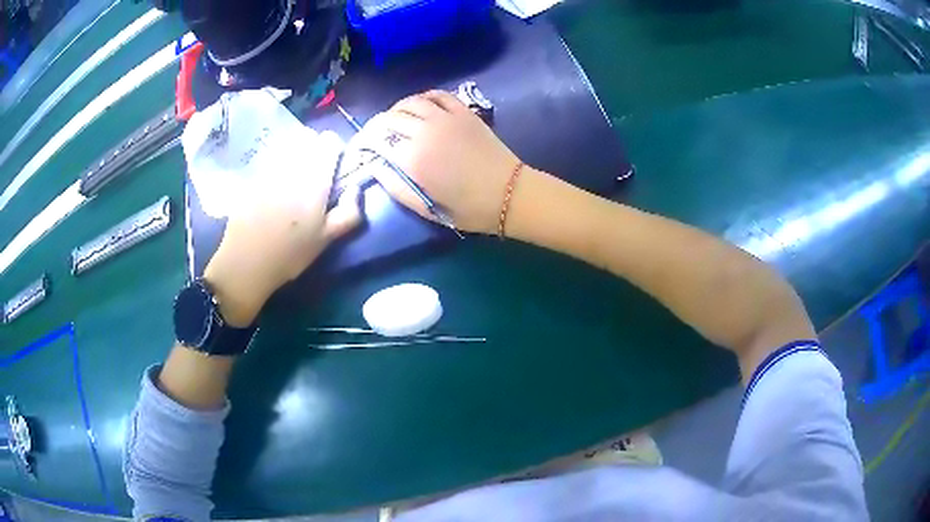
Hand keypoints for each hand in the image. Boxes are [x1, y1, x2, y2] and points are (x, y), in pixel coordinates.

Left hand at [203, 130, 360, 325]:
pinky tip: (273, 188)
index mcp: (314, 178)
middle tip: (314, 174)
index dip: (335, 149)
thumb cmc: (290, 254)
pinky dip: (276, 166)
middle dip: (314, 150)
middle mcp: (292, 165)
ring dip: (294, 155)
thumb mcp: (326, 240)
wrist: (245, 262)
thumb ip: (349, 212)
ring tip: (293, 179)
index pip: (329, 141)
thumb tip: (356, 189)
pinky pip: (269, 159)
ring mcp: (268, 168)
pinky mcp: (251, 176)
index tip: (334, 166)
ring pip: (287, 146)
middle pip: (307, 138)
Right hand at [352, 91, 521, 234]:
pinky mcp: (463, 112)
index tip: (359, 149)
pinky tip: (419, 106)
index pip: (376, 141)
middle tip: (374, 137)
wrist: (509, 194)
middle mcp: (424, 132)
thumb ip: (396, 188)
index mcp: (412, 159)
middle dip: (375, 127)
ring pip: (410, 102)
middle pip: (388, 119)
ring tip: (393, 120)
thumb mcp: (426, 208)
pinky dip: (422, 97)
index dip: (363, 143)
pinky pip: (437, 95)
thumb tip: (375, 167)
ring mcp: (445, 118)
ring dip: (396, 109)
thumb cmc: (468, 208)